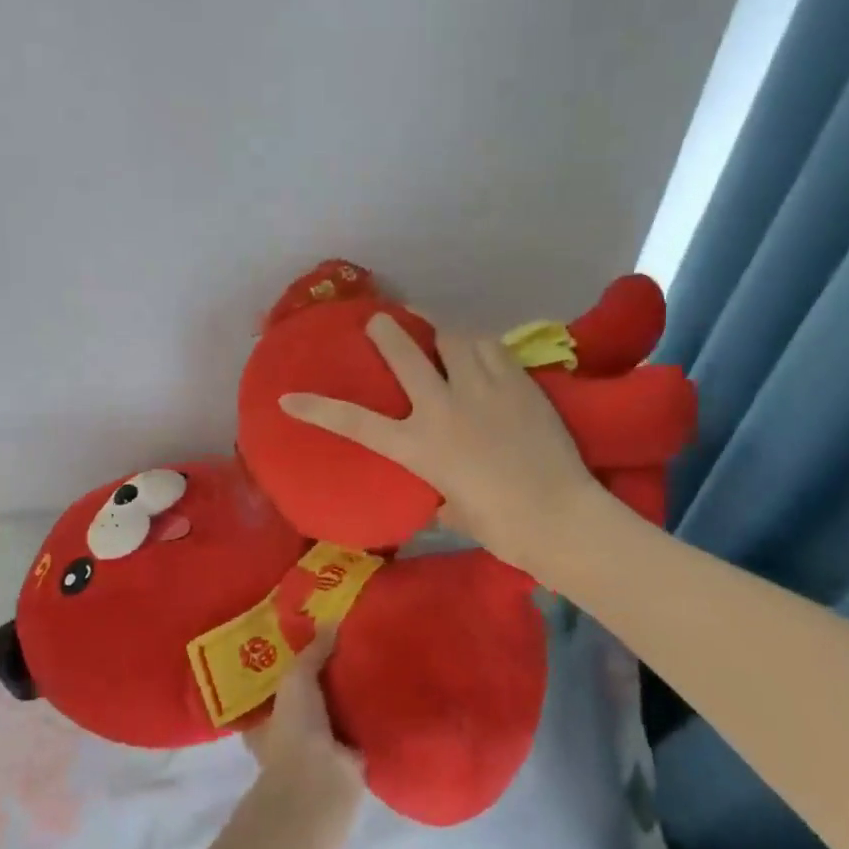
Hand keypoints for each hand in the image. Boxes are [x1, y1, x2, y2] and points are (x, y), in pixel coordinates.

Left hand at [242, 628, 363, 814]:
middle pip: (307, 697)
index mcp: (265, 721)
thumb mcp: (296, 678)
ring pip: (335, 711)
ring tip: (370, 657)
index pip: (273, 688)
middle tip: (345, 642)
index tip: (306, 641)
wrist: (321, 781)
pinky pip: (360, 725)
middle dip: (324, 677)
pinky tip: (386, 686)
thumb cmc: (294, 729)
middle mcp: (289, 734)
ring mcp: (320, 748)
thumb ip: (312, 651)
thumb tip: (331, 621)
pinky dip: (370, 711)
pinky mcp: (349, 756)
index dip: (287, 666)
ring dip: (349, 694)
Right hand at [279, 313, 599, 573]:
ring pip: (452, 336)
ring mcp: (482, 388)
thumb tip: (440, 490)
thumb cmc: (503, 528)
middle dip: (385, 329)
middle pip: (404, 351)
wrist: (560, 515)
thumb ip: (439, 491)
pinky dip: (477, 344)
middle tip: (380, 321)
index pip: (355, 423)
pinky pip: (491, 346)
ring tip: (438, 334)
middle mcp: (443, 407)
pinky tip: (478, 350)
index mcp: (419, 447)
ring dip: (439, 332)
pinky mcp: (518, 381)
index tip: (288, 397)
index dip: (316, 408)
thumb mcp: (455, 512)